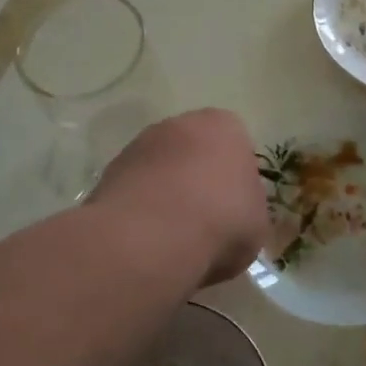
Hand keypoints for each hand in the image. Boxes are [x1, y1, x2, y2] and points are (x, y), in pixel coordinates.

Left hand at [90, 110, 269, 284]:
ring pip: (160, 171)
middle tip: (205, 222)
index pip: (236, 146)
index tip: (235, 210)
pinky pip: (134, 192)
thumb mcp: (258, 222)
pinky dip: (139, 212)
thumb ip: (248, 207)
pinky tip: (146, 241)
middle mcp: (179, 124)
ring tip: (172, 238)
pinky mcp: (107, 173)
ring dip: (165, 195)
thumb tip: (236, 213)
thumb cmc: (221, 221)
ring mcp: (138, 145)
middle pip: (194, 153)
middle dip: (197, 181)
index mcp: (224, 126)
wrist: (152, 237)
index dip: (235, 181)